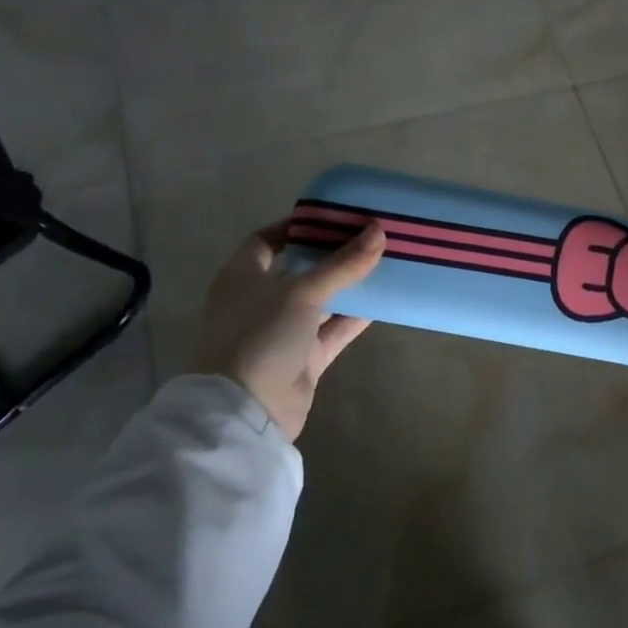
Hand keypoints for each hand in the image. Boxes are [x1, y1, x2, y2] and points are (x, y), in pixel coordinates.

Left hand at [190, 221, 386, 440]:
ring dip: (349, 286)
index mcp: (243, 276)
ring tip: (384, 263)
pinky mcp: (303, 358)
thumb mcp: (302, 292)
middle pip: (300, 269)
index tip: (333, 217)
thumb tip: (378, 231)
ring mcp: (282, 331)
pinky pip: (333, 330)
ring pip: (321, 301)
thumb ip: (342, 264)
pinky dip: (355, 318)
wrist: (247, 410)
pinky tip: (383, 301)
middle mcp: (260, 300)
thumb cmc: (261, 335)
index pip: (266, 240)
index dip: (296, 227)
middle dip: (332, 255)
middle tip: (368, 236)